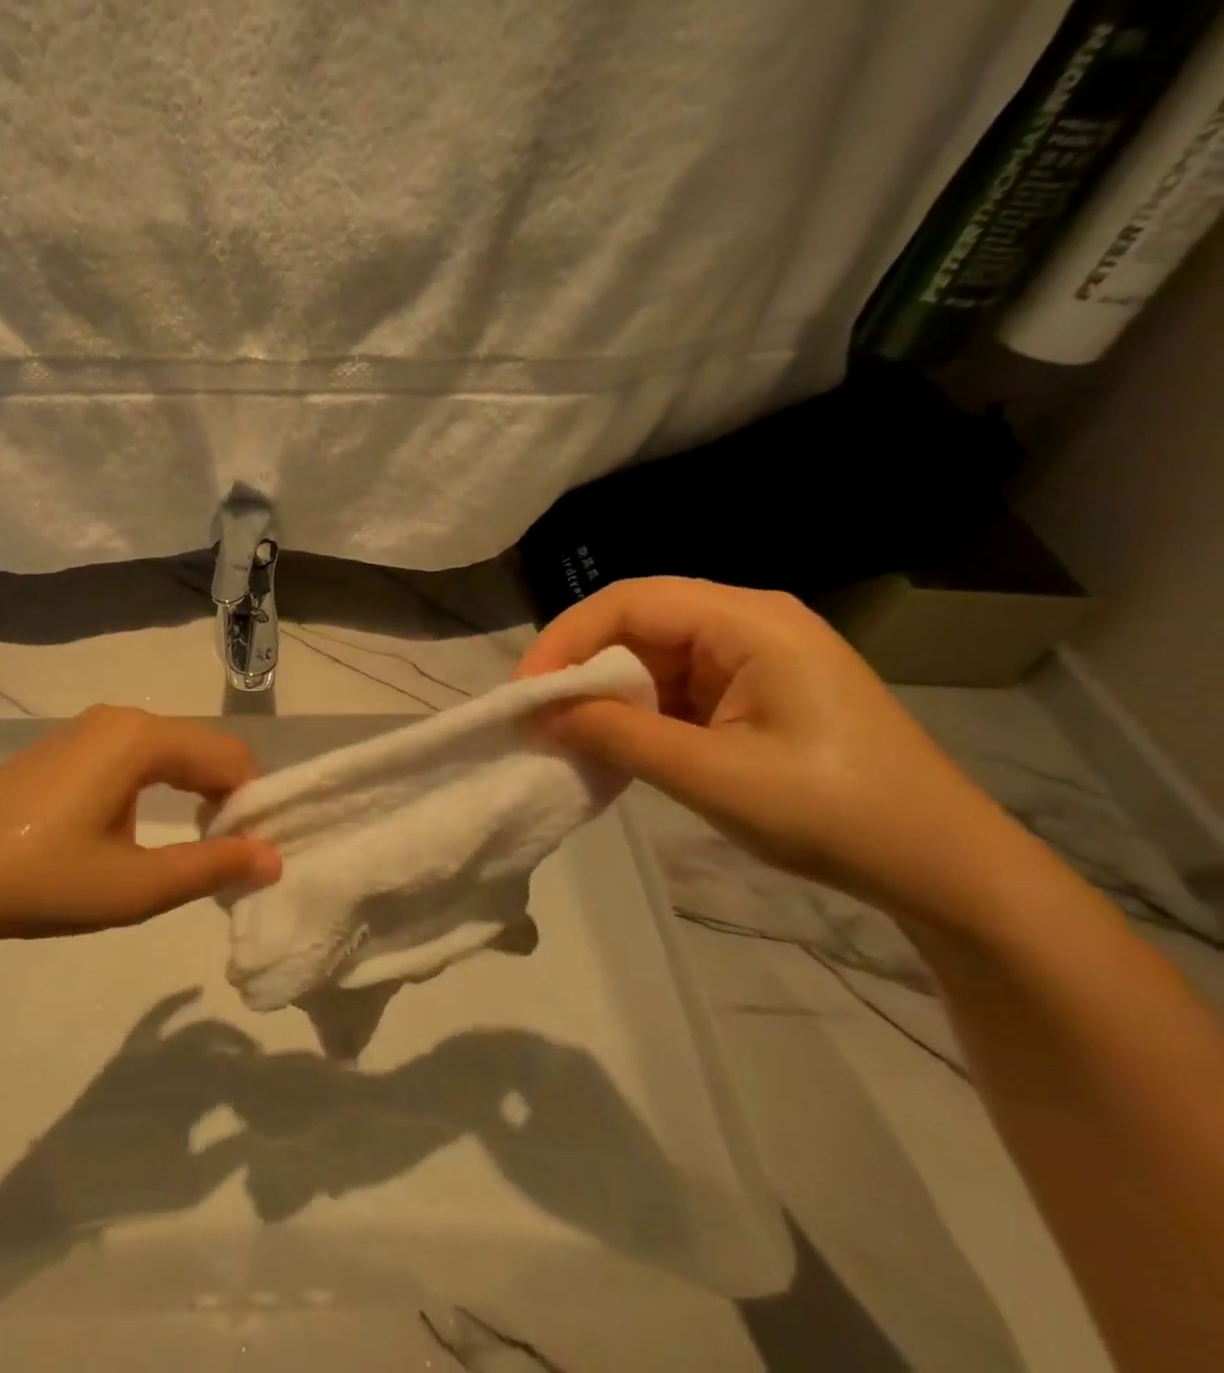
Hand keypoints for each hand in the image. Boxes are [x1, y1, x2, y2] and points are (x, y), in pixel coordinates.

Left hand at [0, 706, 281, 940]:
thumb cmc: (43, 879)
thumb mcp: (135, 885)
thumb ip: (211, 867)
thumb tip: (273, 857)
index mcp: (142, 739)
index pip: (230, 757)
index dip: (253, 802)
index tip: (254, 852)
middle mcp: (121, 719)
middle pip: (202, 747)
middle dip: (227, 795)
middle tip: (231, 853)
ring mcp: (89, 728)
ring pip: (170, 750)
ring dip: (195, 790)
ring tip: (195, 844)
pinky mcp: (67, 746)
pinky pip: (136, 753)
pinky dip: (161, 783)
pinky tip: (145, 825)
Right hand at [515, 578, 1016, 929]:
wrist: (943, 867)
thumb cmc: (834, 813)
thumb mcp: (712, 776)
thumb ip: (618, 736)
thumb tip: (541, 713)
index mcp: (750, 622)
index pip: (631, 601)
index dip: (567, 638)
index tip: (526, 691)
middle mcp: (748, 624)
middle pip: (638, 622)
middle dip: (580, 666)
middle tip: (538, 715)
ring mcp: (751, 658)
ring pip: (650, 656)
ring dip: (605, 693)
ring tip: (567, 735)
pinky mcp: (751, 693)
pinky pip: (673, 686)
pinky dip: (635, 713)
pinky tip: (613, 745)